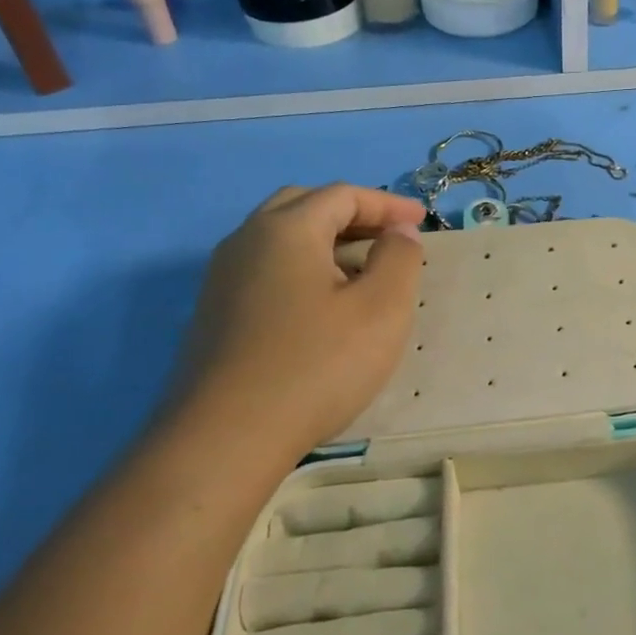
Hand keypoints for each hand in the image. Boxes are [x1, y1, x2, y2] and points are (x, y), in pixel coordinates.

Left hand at [169, 184, 425, 455]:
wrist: (225, 439)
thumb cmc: (316, 365)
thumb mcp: (382, 309)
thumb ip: (399, 258)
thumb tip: (398, 233)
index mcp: (286, 229)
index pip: (342, 195)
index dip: (387, 204)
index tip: (421, 222)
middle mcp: (246, 241)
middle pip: (303, 205)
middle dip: (351, 213)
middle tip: (388, 236)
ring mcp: (222, 279)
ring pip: (279, 238)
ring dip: (325, 240)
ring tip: (361, 268)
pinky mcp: (214, 315)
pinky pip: (265, 269)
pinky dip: (302, 267)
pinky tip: (322, 304)